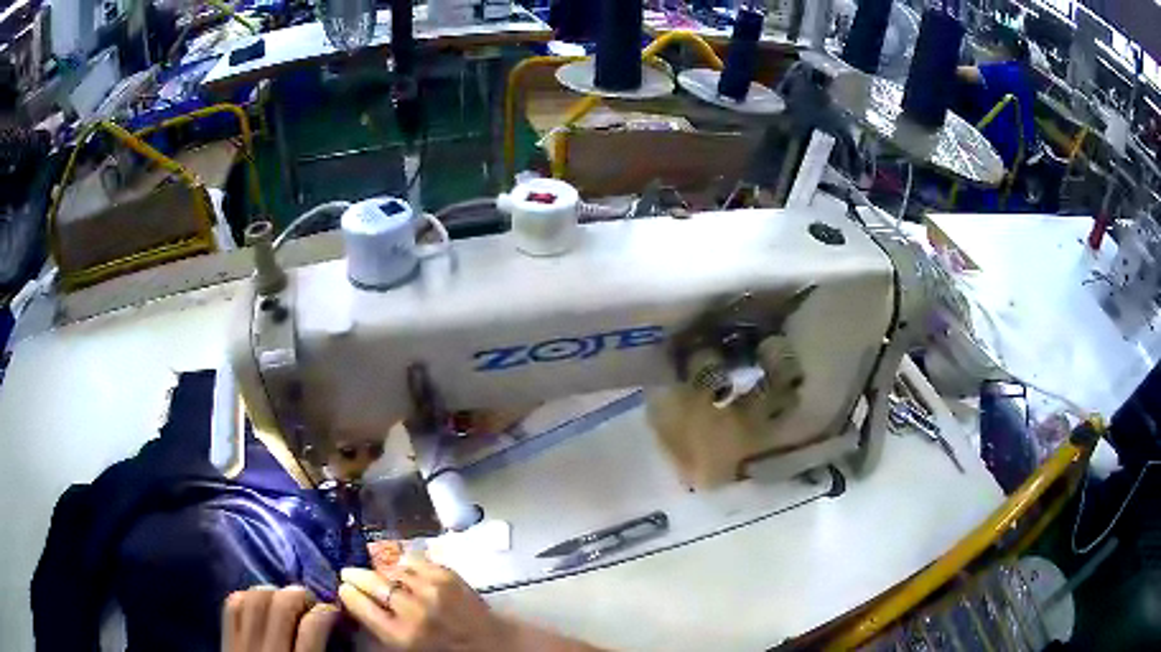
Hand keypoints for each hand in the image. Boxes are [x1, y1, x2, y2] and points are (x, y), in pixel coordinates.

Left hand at [223, 585, 340, 651]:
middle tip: (310, 603)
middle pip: (283, 604)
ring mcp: (244, 645)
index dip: (327, 611)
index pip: (314, 626)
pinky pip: (233, 606)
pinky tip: (258, 606)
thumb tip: (334, 632)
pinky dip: (246, 598)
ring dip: (273, 593)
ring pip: (255, 598)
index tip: (333, 612)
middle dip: (300, 595)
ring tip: (284, 602)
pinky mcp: (227, 641)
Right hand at [339, 560, 511, 651]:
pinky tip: (402, 570)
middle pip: (372, 582)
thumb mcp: (406, 648)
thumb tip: (356, 601)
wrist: (493, 645)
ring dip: (382, 571)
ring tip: (378, 575)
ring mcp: (432, 589)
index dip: (347, 593)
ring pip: (392, 569)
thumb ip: (381, 627)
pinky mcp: (448, 575)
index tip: (343, 588)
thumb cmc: (444, 651)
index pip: (360, 604)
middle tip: (348, 573)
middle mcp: (413, 610)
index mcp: (401, 635)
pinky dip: (405, 565)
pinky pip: (415, 561)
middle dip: (356, 575)